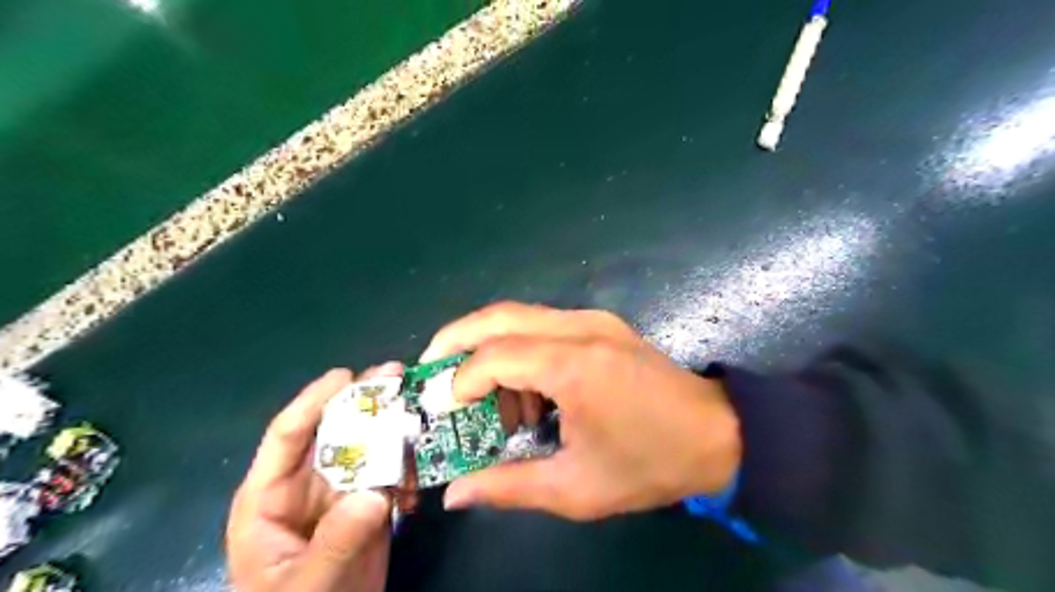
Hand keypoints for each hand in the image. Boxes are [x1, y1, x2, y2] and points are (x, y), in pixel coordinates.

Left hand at [224, 363, 401, 588]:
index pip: (287, 435)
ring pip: (367, 447)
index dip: (314, 400)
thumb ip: (336, 542)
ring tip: (419, 411)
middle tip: (396, 375)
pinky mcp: (367, 504)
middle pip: (334, 430)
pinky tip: (421, 475)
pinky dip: (407, 467)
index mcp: (269, 497)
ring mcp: (339, 493)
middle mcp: (305, 484)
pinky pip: (389, 472)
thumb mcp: (306, 586)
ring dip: (393, 429)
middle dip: (364, 402)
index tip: (346, 375)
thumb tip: (375, 493)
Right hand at [422, 303, 740, 520]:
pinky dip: (519, 347)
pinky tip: (525, 388)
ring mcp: (594, 319)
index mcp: (573, 367)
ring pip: (519, 315)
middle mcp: (579, 329)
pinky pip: (544, 324)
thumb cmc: (650, 464)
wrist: (719, 433)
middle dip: (455, 338)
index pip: (494, 356)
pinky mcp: (603, 323)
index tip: (445, 410)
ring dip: (489, 346)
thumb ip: (509, 486)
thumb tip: (456, 494)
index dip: (460, 381)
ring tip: (484, 394)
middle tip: (431, 369)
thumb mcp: (576, 488)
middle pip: (498, 316)